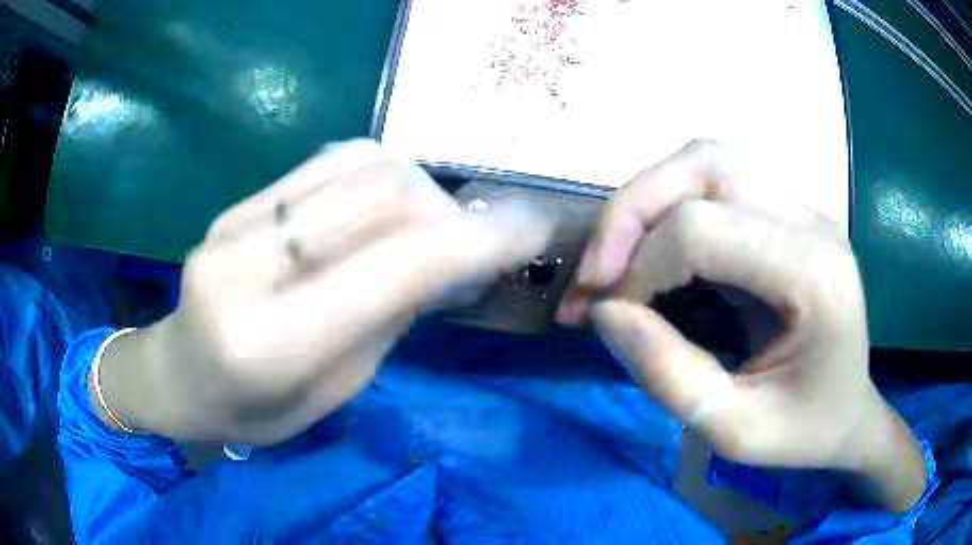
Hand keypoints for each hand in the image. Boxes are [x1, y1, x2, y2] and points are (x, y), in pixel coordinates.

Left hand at [96, 141, 553, 444]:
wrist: (178, 376)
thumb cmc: (254, 412)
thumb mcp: (332, 391)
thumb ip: (386, 317)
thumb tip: (447, 255)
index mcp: (272, 343)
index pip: (393, 269)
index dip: (476, 241)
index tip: (531, 228)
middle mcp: (248, 268)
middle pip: (379, 196)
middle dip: (447, 209)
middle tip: (470, 238)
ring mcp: (235, 224)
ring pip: (357, 166)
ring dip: (415, 186)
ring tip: (426, 223)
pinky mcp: (236, 204)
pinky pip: (324, 162)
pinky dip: (375, 173)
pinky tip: (380, 204)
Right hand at [558, 140, 924, 509]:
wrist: (849, 412)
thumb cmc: (804, 431)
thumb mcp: (734, 432)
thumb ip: (667, 376)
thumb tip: (604, 312)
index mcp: (815, 273)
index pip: (704, 229)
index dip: (638, 268)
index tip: (607, 317)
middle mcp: (811, 220)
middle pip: (704, 165)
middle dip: (631, 213)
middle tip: (594, 276)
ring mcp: (800, 208)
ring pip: (705, 161)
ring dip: (646, 204)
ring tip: (616, 263)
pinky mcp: (785, 212)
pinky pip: (714, 184)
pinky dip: (667, 211)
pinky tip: (652, 255)